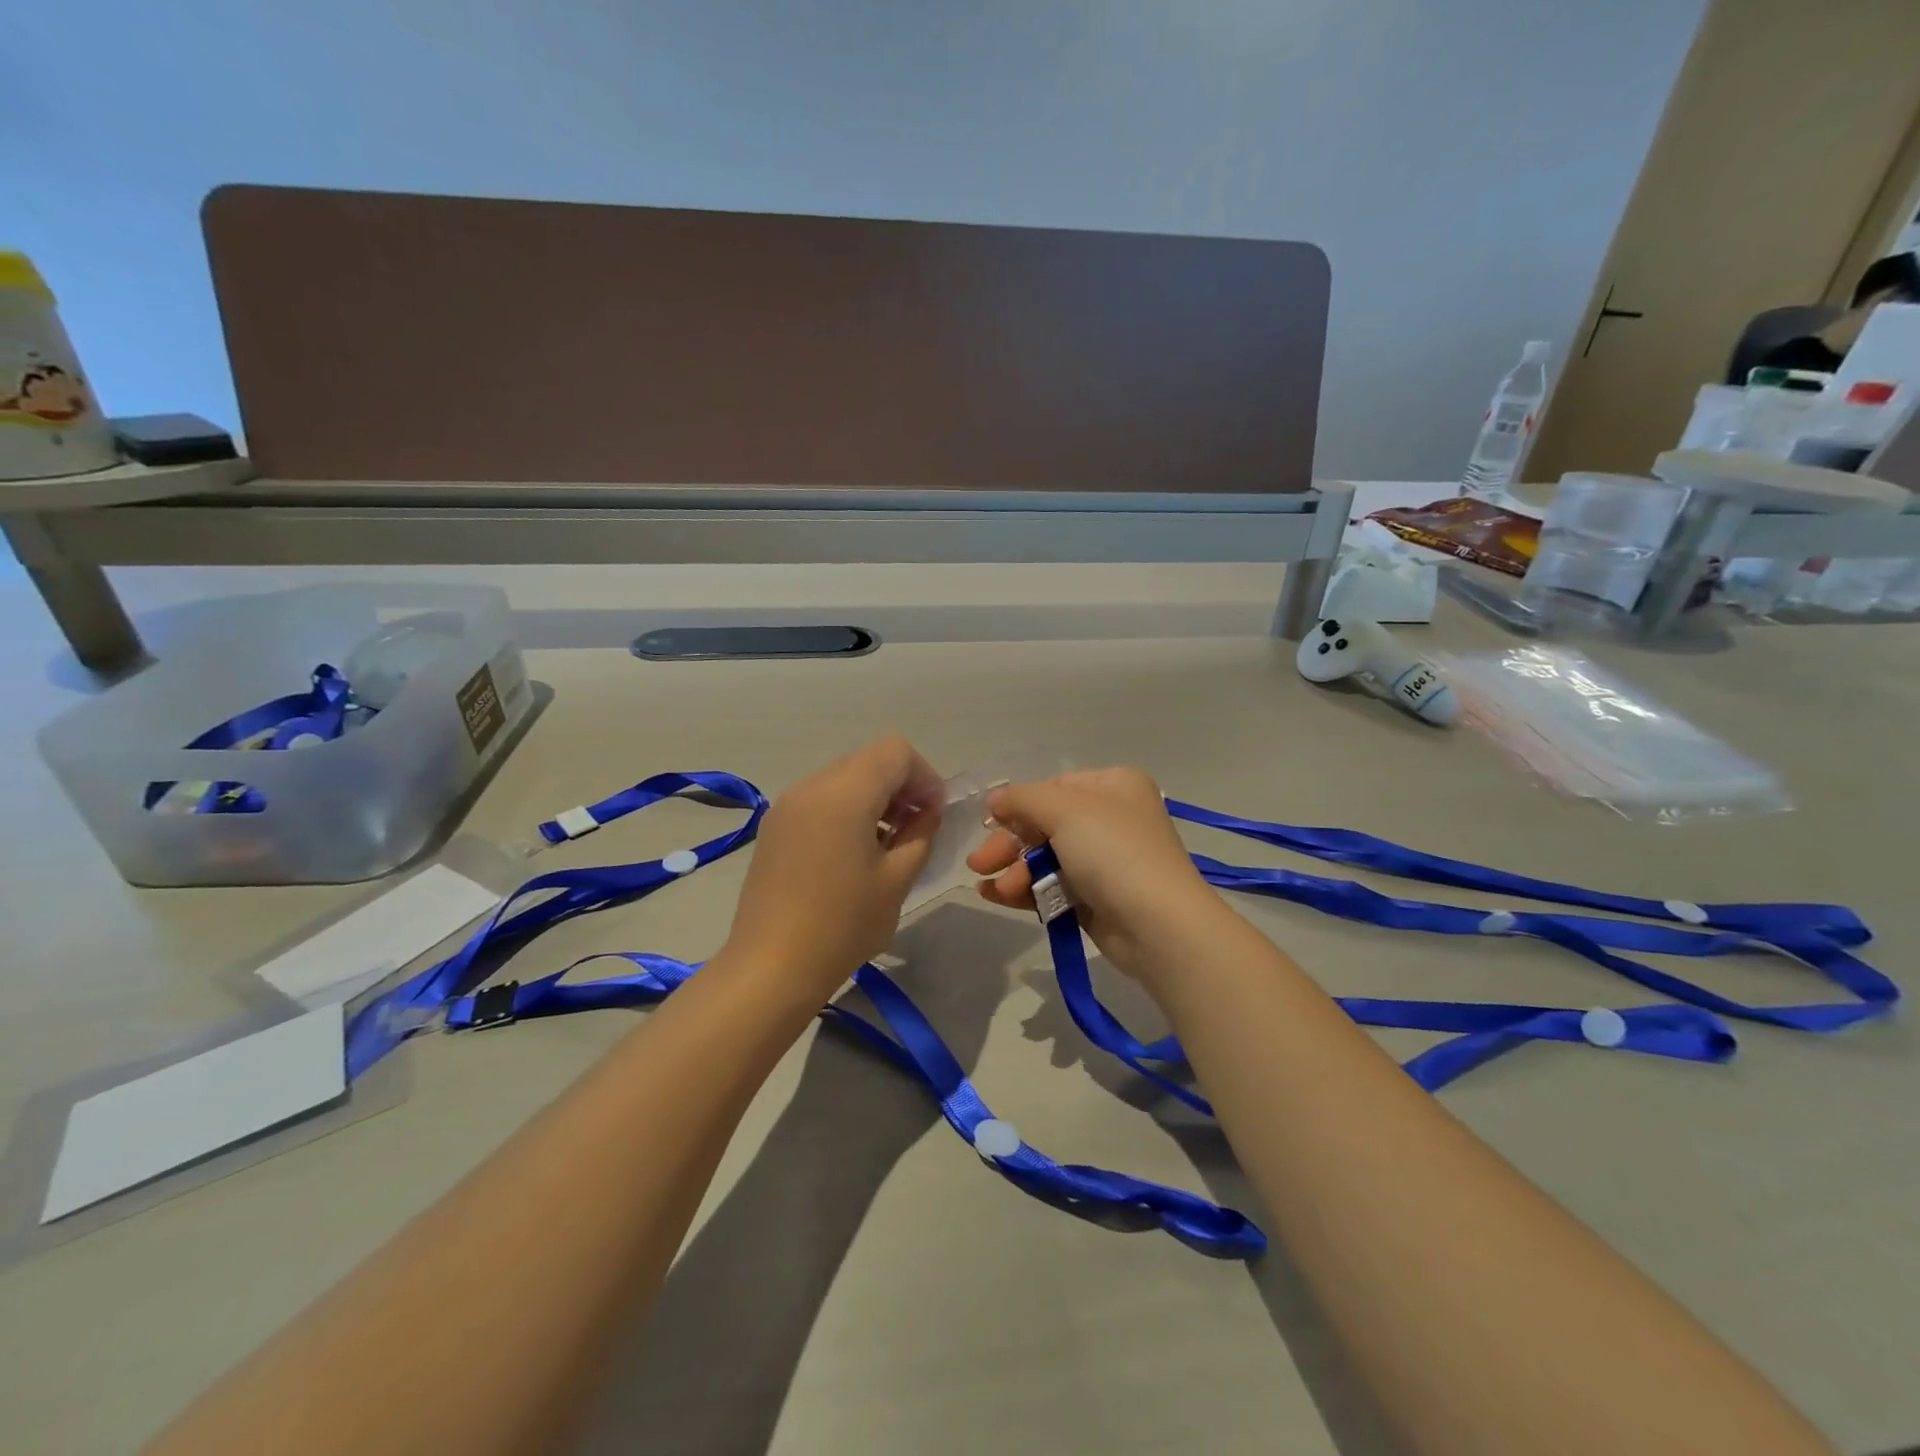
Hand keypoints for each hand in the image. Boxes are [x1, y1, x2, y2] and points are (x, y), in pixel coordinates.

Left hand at [722, 735, 945, 1000]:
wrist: (771, 967)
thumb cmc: (843, 926)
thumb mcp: (898, 880)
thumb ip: (921, 833)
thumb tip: (928, 810)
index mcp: (844, 795)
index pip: (895, 752)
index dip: (924, 775)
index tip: (933, 813)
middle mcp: (811, 787)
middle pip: (868, 760)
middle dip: (900, 785)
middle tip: (915, 827)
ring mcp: (787, 805)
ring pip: (843, 777)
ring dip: (873, 797)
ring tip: (886, 843)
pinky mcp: (774, 826)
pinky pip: (820, 798)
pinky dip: (846, 809)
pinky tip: (852, 853)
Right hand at [965, 767, 1224, 981]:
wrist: (1157, 925)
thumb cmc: (1113, 852)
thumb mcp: (1064, 809)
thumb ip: (1022, 799)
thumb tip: (995, 799)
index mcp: (1113, 786)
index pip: (1054, 788)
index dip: (1019, 805)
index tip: (989, 823)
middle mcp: (1112, 818)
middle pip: (1045, 824)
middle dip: (1009, 844)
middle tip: (978, 863)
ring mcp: (1106, 861)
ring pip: (1045, 858)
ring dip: (1014, 871)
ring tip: (992, 889)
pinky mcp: (1097, 898)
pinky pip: (1053, 887)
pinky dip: (1025, 890)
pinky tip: (996, 896)